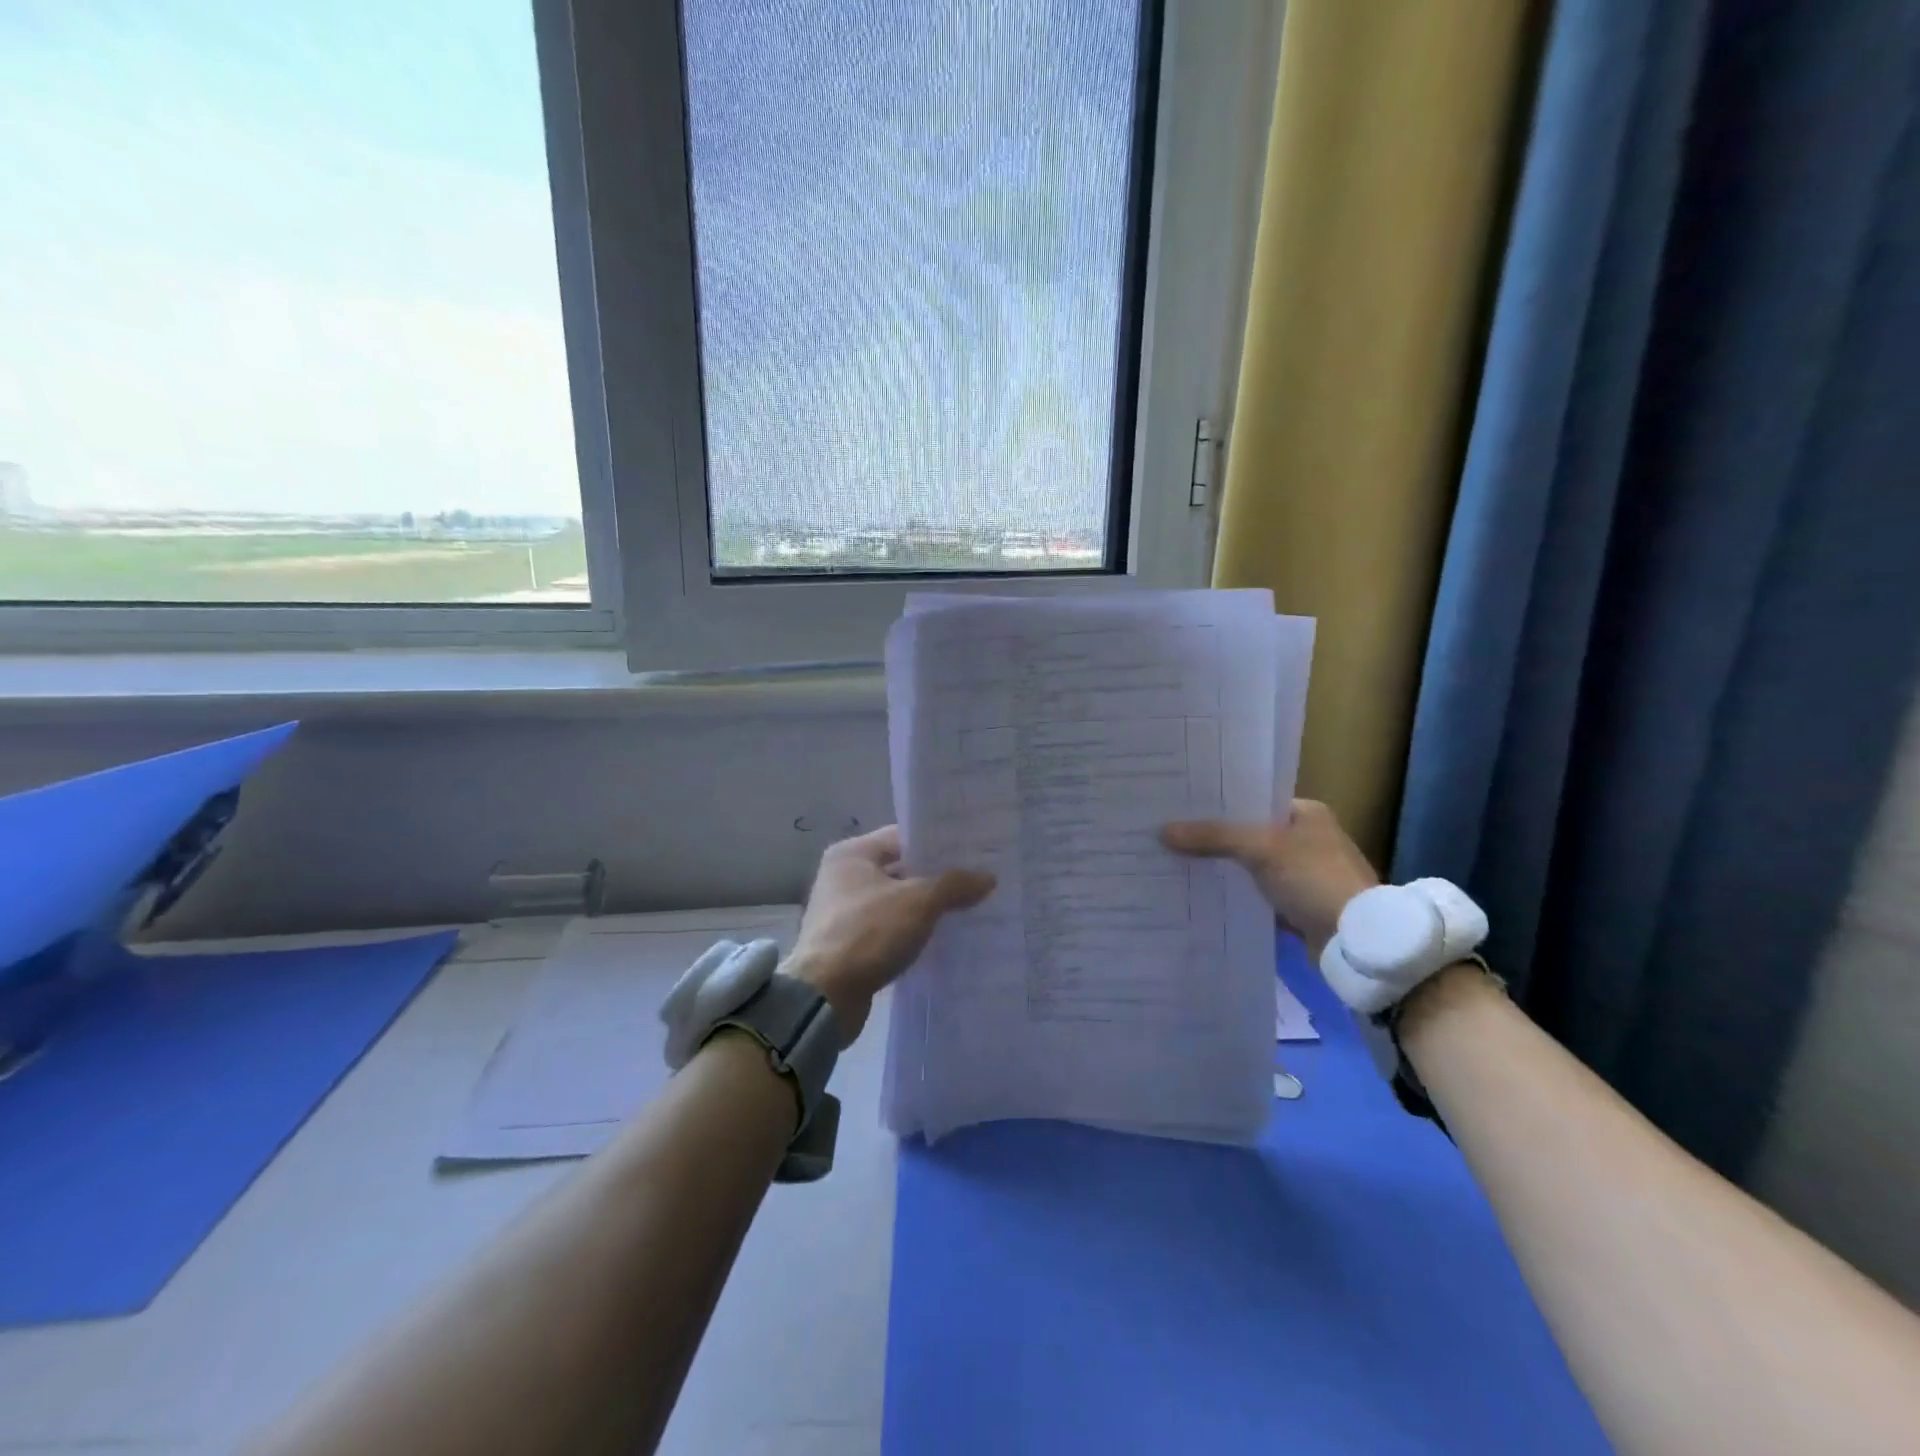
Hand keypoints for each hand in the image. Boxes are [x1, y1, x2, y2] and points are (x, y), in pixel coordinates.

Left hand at [785, 825, 995, 1043]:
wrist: (825, 997)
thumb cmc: (868, 934)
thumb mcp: (918, 903)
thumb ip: (954, 885)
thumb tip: (988, 877)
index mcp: (851, 854)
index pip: (903, 837)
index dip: (937, 843)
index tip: (972, 850)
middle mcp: (843, 877)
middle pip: (900, 869)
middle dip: (937, 877)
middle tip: (978, 880)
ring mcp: (844, 912)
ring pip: (897, 901)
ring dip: (926, 908)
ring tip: (969, 908)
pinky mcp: (850, 944)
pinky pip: (889, 929)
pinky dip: (912, 932)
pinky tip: (943, 938)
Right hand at [1161, 799, 1380, 960]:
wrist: (1357, 941)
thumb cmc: (1315, 879)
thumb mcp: (1261, 849)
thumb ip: (1213, 837)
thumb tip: (1162, 831)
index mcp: (1307, 813)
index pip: (1253, 800)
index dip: (1218, 803)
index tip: (1181, 806)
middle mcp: (1307, 839)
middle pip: (1249, 833)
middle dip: (1214, 837)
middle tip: (1170, 832)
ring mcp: (1304, 875)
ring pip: (1251, 866)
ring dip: (1223, 868)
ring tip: (1176, 861)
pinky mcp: (1298, 907)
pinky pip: (1257, 894)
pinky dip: (1236, 895)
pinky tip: (1202, 894)